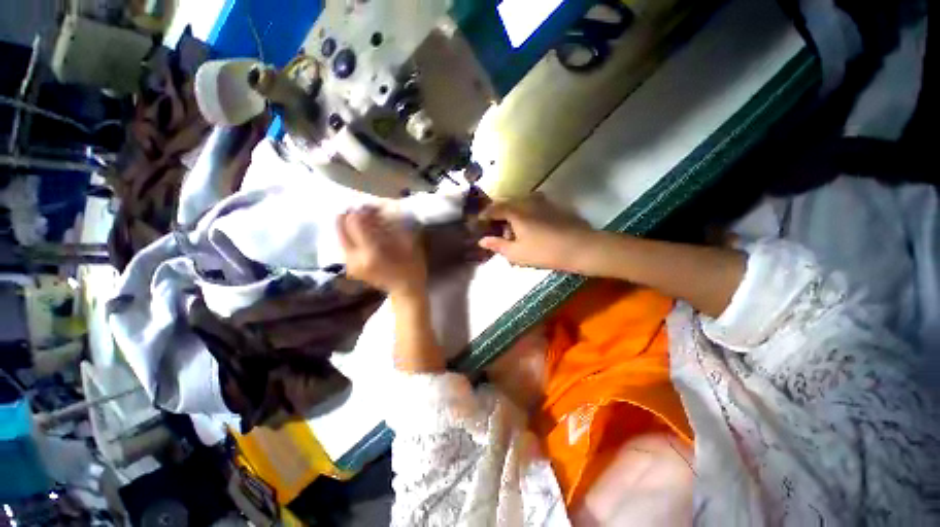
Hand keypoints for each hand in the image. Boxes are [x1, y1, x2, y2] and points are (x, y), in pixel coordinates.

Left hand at [338, 207, 426, 296]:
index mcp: (371, 252)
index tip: (370, 205)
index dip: (360, 209)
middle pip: (340, 226)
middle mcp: (354, 257)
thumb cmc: (412, 267)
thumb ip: (391, 226)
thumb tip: (376, 210)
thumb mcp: (408, 244)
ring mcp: (349, 263)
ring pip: (339, 233)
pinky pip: (343, 243)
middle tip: (364, 209)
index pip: (354, 222)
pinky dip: (350, 233)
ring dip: (349, 223)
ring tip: (365, 221)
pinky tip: (363, 233)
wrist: (405, 290)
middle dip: (350, 213)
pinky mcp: (349, 265)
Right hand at [478, 193, 596, 271]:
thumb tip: (482, 240)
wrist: (581, 247)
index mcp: (515, 211)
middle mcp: (527, 201)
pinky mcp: (553, 207)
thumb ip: (497, 245)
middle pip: (507, 205)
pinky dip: (526, 217)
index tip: (479, 224)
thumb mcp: (516, 253)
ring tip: (514, 235)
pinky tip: (530, 231)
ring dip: (513, 218)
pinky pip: (532, 208)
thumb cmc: (544, 252)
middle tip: (497, 233)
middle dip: (499, 217)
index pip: (494, 208)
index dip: (484, 215)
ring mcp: (542, 202)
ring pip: (520, 206)